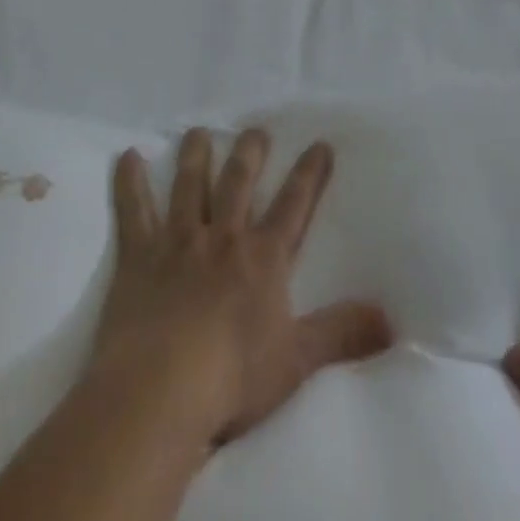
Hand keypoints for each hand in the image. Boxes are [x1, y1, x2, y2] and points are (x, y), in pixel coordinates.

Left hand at [85, 128, 393, 451]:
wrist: (160, 390)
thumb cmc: (232, 378)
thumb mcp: (297, 360)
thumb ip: (342, 334)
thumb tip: (392, 320)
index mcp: (262, 258)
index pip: (293, 206)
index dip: (309, 175)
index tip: (319, 144)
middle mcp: (223, 237)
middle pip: (239, 183)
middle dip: (250, 154)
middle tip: (256, 130)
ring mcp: (178, 241)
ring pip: (189, 186)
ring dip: (195, 156)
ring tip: (199, 131)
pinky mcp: (139, 255)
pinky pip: (134, 210)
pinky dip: (130, 183)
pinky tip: (128, 156)